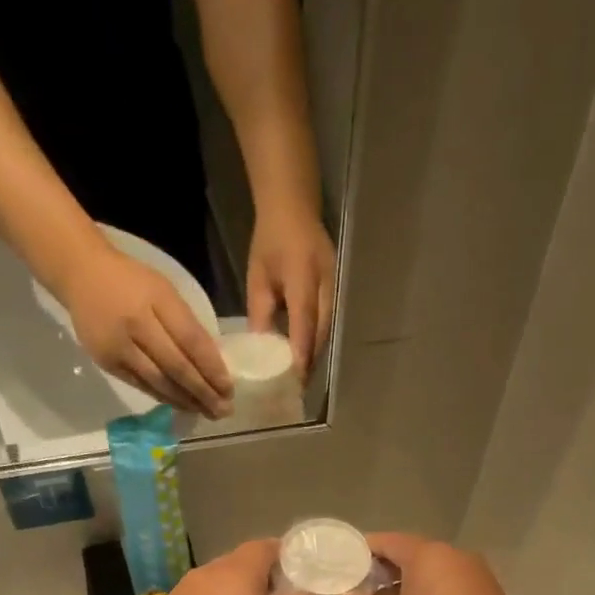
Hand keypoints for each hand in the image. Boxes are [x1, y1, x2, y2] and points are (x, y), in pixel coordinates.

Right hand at [64, 243, 233, 416]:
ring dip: (186, 401)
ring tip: (207, 413)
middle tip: (224, 410)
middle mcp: (136, 325)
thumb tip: (212, 364)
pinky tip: (182, 405)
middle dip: (203, 392)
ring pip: (159, 382)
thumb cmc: (131, 281)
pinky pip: (142, 385)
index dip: (212, 368)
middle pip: (177, 367)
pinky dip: (164, 397)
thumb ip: (186, 324)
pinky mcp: (107, 363)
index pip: (191, 341)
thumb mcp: (164, 291)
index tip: (229, 388)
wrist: (80, 274)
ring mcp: (119, 347)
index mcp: (156, 301)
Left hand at [247, 201, 335, 376]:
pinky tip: (306, 354)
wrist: (294, 207)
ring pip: (327, 331)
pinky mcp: (335, 290)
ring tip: (301, 377)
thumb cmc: (270, 241)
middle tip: (295, 388)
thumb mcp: (258, 277)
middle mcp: (325, 287)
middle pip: (320, 334)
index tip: (294, 381)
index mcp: (303, 280)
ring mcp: (334, 288)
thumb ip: (261, 312)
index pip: (304, 326)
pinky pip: (328, 322)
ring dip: (314, 355)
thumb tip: (260, 347)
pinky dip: (317, 341)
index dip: (300, 355)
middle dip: (309, 362)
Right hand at [338, 534, 538, 594]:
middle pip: (413, 554)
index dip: (363, 552)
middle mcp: (456, 555)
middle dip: (386, 571)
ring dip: (411, 585)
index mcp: (428, 555)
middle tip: (363, 592)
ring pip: (435, 571)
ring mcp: (478, 574)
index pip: (388, 541)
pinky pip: (454, 585)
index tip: (346, 569)